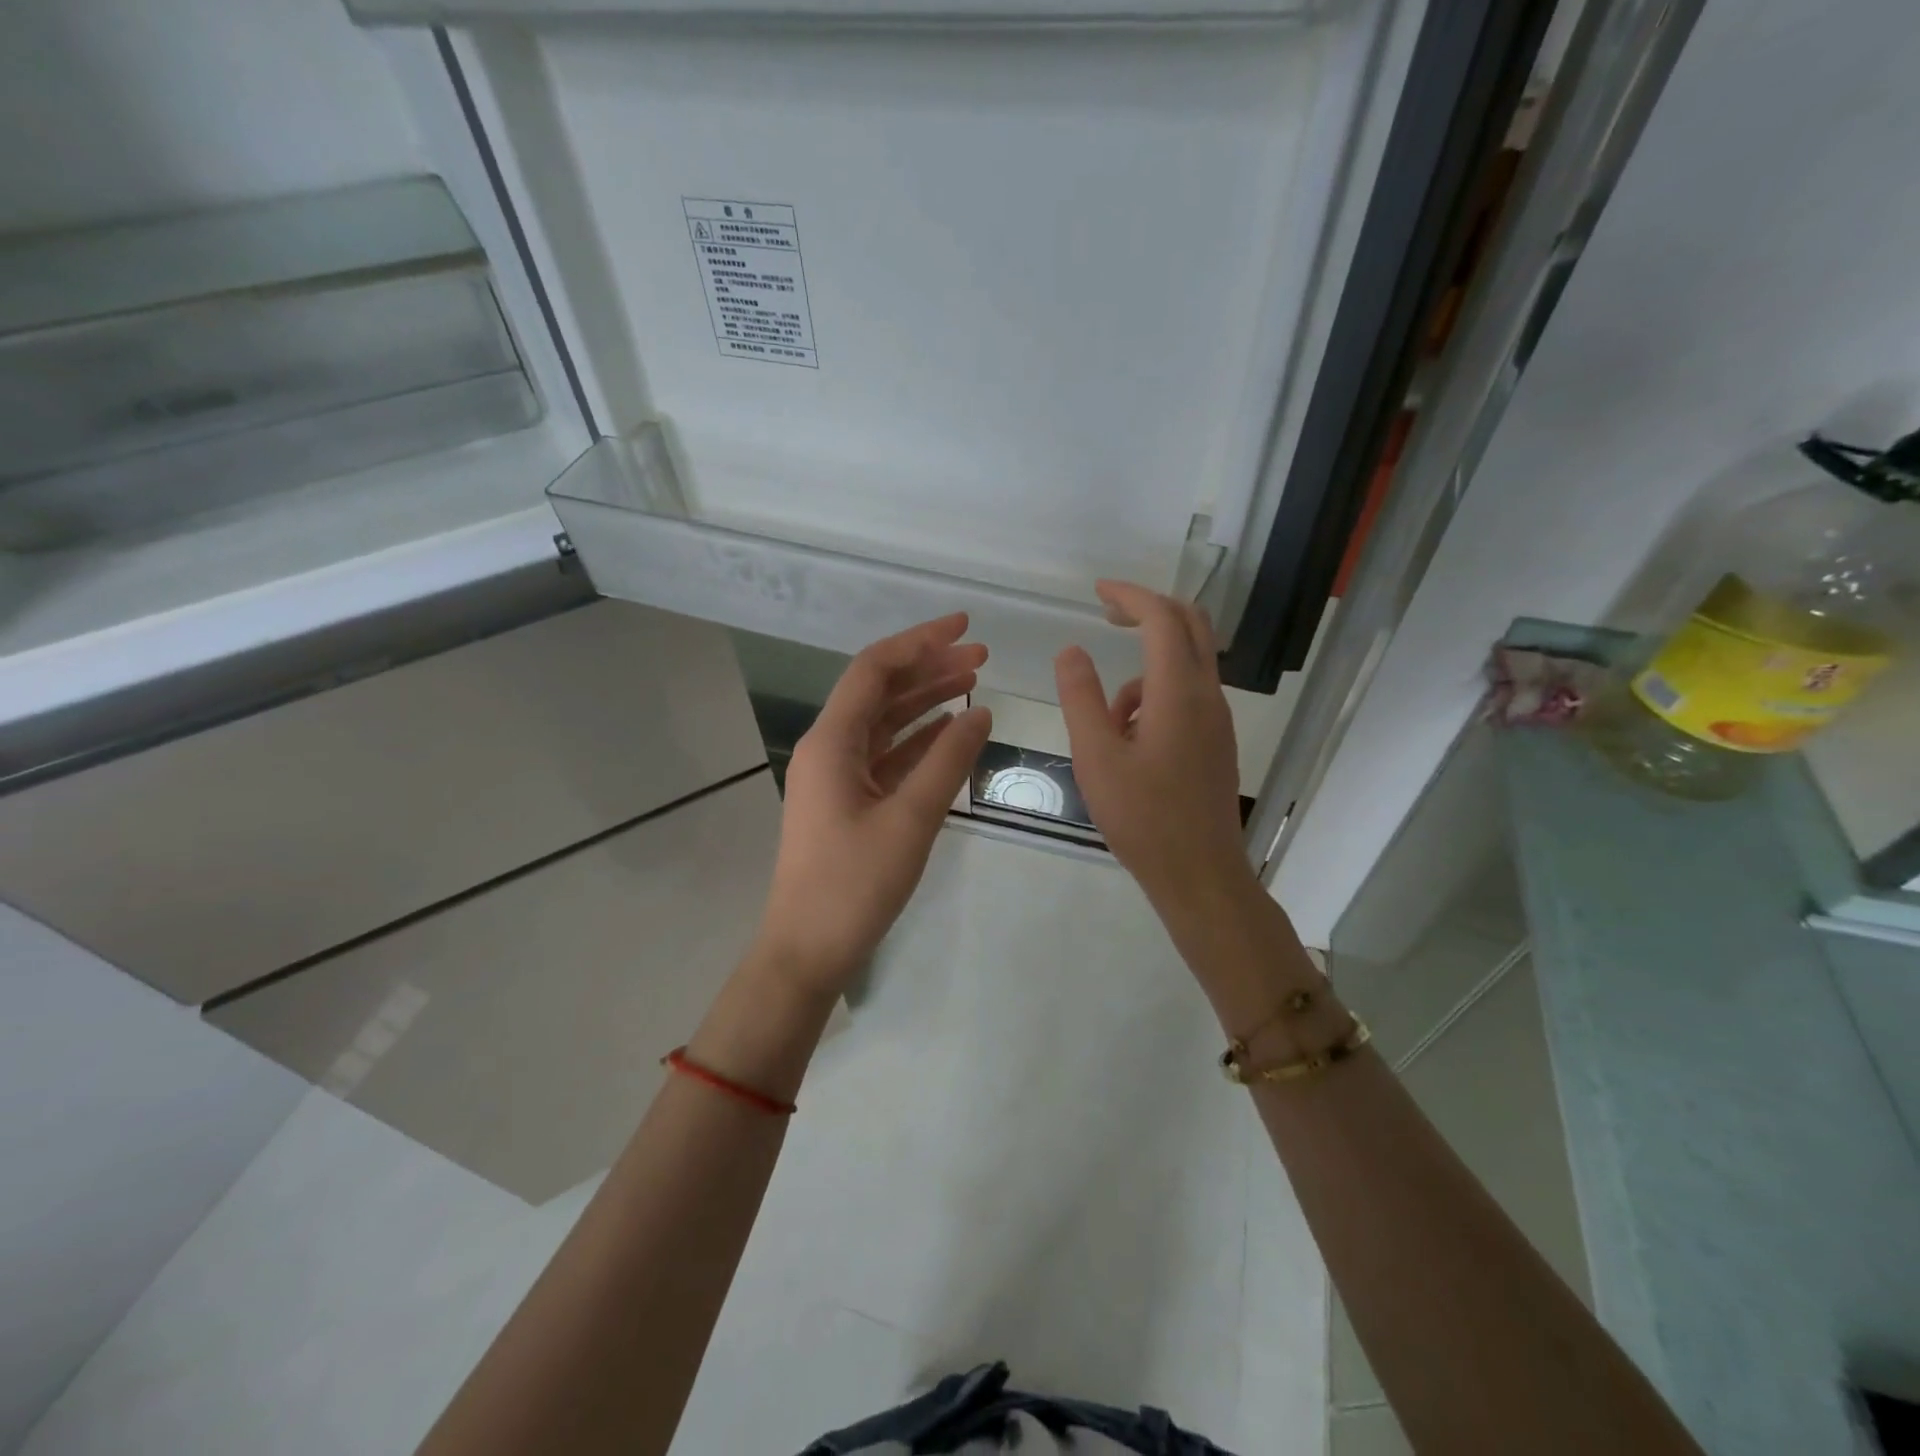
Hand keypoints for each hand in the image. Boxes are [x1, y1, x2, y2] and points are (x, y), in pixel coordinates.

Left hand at [755, 613, 993, 996]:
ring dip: (926, 702)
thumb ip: (948, 762)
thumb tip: (982, 712)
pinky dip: (918, 741)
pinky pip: (886, 757)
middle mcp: (829, 748)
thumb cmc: (854, 885)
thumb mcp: (910, 820)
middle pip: (881, 691)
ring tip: (974, 685)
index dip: (920, 641)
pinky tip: (951, 732)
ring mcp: (837, 776)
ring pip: (885, 723)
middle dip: (930, 669)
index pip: (875, 669)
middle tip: (983, 658)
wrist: (807, 950)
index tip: (966, 627)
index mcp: (831, 742)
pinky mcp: (848, 802)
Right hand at [1054, 581, 1253, 916]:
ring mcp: (1217, 719)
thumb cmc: (1142, 817)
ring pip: (1187, 664)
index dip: (1130, 596)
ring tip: (1105, 722)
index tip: (1097, 591)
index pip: (1161, 619)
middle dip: (1148, 611)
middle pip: (1190, 626)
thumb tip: (1071, 650)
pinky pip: (1187, 695)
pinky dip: (1155, 696)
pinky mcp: (1217, 741)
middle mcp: (1207, 696)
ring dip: (1144, 669)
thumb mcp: (1096, 756)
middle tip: (1108, 615)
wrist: (1199, 874)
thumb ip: (1081, 698)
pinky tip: (1128, 742)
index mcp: (1179, 692)